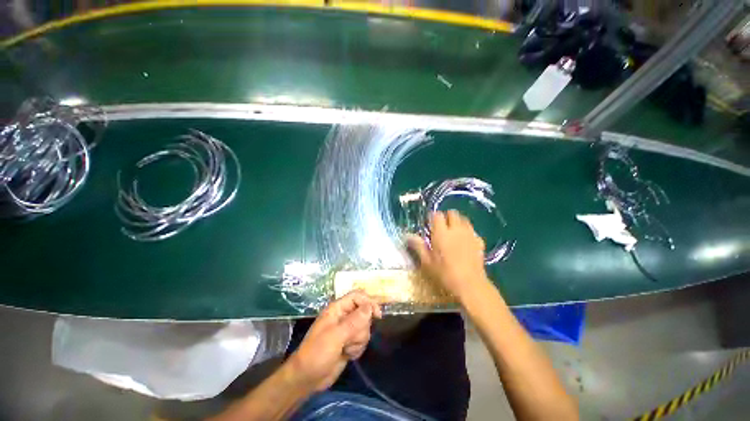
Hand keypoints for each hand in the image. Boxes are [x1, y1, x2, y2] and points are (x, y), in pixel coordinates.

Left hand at [287, 291, 381, 391]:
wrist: (307, 379)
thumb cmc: (317, 353)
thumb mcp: (335, 336)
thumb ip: (354, 321)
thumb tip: (370, 306)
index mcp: (337, 309)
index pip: (357, 296)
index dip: (368, 302)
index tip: (377, 315)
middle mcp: (343, 316)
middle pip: (364, 313)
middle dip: (361, 328)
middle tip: (350, 339)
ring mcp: (347, 330)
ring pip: (365, 327)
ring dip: (359, 340)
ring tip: (346, 349)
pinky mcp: (349, 342)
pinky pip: (362, 339)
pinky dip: (358, 348)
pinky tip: (348, 355)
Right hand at [407, 210, 492, 302]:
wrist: (470, 284)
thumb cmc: (445, 274)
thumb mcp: (427, 262)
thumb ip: (418, 246)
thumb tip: (408, 236)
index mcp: (441, 233)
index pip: (437, 215)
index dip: (433, 217)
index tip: (430, 223)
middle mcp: (456, 230)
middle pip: (453, 213)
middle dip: (447, 216)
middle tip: (442, 226)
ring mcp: (469, 234)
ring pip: (464, 219)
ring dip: (458, 222)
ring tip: (453, 232)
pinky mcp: (479, 241)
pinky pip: (472, 230)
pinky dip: (467, 232)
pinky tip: (465, 241)